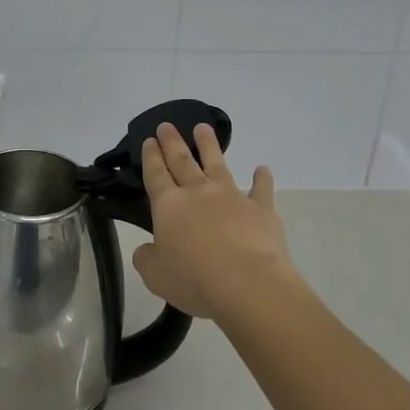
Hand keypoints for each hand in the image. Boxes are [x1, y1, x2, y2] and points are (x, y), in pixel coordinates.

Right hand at [133, 122, 296, 324]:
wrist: (247, 284)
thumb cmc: (194, 279)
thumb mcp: (155, 275)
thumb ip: (147, 258)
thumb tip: (147, 250)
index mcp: (169, 205)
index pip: (156, 173)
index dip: (151, 156)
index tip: (149, 139)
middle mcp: (198, 192)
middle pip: (182, 160)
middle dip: (173, 142)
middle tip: (167, 125)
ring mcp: (231, 197)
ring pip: (217, 164)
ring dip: (209, 145)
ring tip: (203, 128)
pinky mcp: (261, 209)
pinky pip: (261, 189)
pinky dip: (262, 178)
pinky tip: (262, 169)